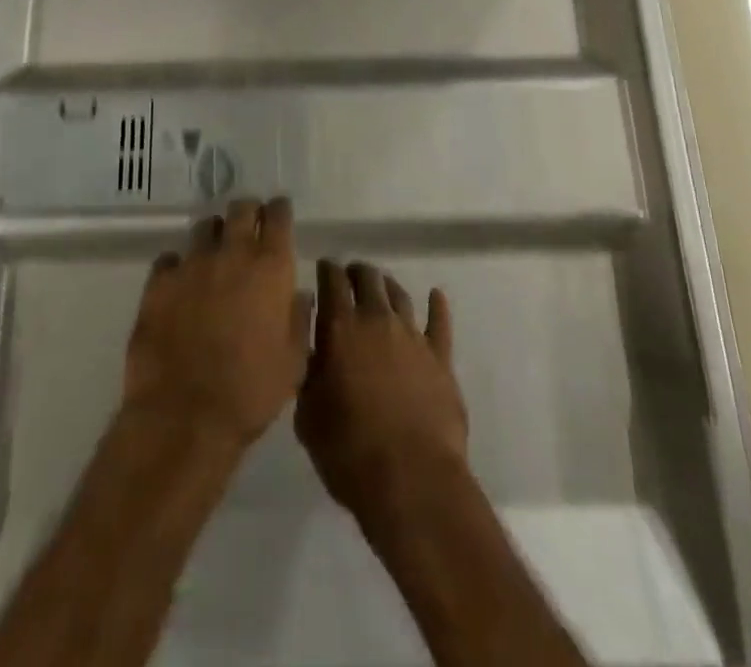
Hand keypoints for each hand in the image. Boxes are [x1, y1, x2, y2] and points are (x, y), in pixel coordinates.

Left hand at [121, 198, 311, 453]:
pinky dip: (179, 265)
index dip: (279, 212)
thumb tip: (298, 294)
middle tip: (249, 226)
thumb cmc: (250, 392)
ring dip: (214, 235)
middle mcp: (231, 254)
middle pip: (240, 209)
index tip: (279, 213)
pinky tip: (180, 282)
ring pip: (205, 228)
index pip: (278, 217)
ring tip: (215, 254)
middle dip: (247, 212)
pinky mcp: (158, 282)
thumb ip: (298, 319)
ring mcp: (192, 264)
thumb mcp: (292, 362)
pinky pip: (170, 259)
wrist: (184, 416)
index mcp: (270, 268)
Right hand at [296, 260, 468, 519]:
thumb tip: (314, 350)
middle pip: (368, 279)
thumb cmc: (349, 452)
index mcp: (340, 328)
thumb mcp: (308, 416)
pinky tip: (436, 296)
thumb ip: (309, 374)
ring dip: (387, 286)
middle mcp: (377, 320)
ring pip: (399, 295)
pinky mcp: (441, 358)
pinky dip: (437, 307)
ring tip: (381, 285)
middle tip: (350, 276)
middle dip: (357, 273)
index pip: (332, 280)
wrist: (412, 481)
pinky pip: (440, 323)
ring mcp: (413, 336)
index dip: (327, 270)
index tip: (323, 268)